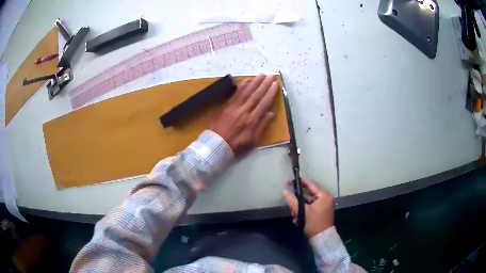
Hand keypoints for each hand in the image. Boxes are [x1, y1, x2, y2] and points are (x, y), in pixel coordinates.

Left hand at [210, 74, 277, 156]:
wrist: (216, 145)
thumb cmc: (236, 145)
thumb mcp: (253, 141)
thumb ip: (262, 126)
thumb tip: (271, 113)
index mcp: (252, 121)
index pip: (263, 103)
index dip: (270, 93)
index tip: (275, 84)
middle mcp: (244, 111)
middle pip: (256, 95)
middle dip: (264, 84)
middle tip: (270, 75)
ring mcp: (234, 107)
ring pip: (246, 92)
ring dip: (254, 82)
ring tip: (261, 74)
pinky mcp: (226, 106)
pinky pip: (235, 94)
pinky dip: (241, 86)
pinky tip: (246, 80)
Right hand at [282, 178, 333, 237]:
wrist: (322, 238)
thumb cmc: (314, 223)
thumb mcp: (302, 212)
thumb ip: (293, 201)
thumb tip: (284, 191)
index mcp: (323, 195)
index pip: (310, 184)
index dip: (299, 182)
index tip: (288, 182)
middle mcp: (325, 198)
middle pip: (307, 194)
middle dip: (297, 199)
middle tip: (289, 203)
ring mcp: (323, 205)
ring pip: (307, 201)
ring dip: (299, 207)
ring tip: (293, 214)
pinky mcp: (320, 211)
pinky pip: (309, 207)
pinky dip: (303, 211)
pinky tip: (297, 218)